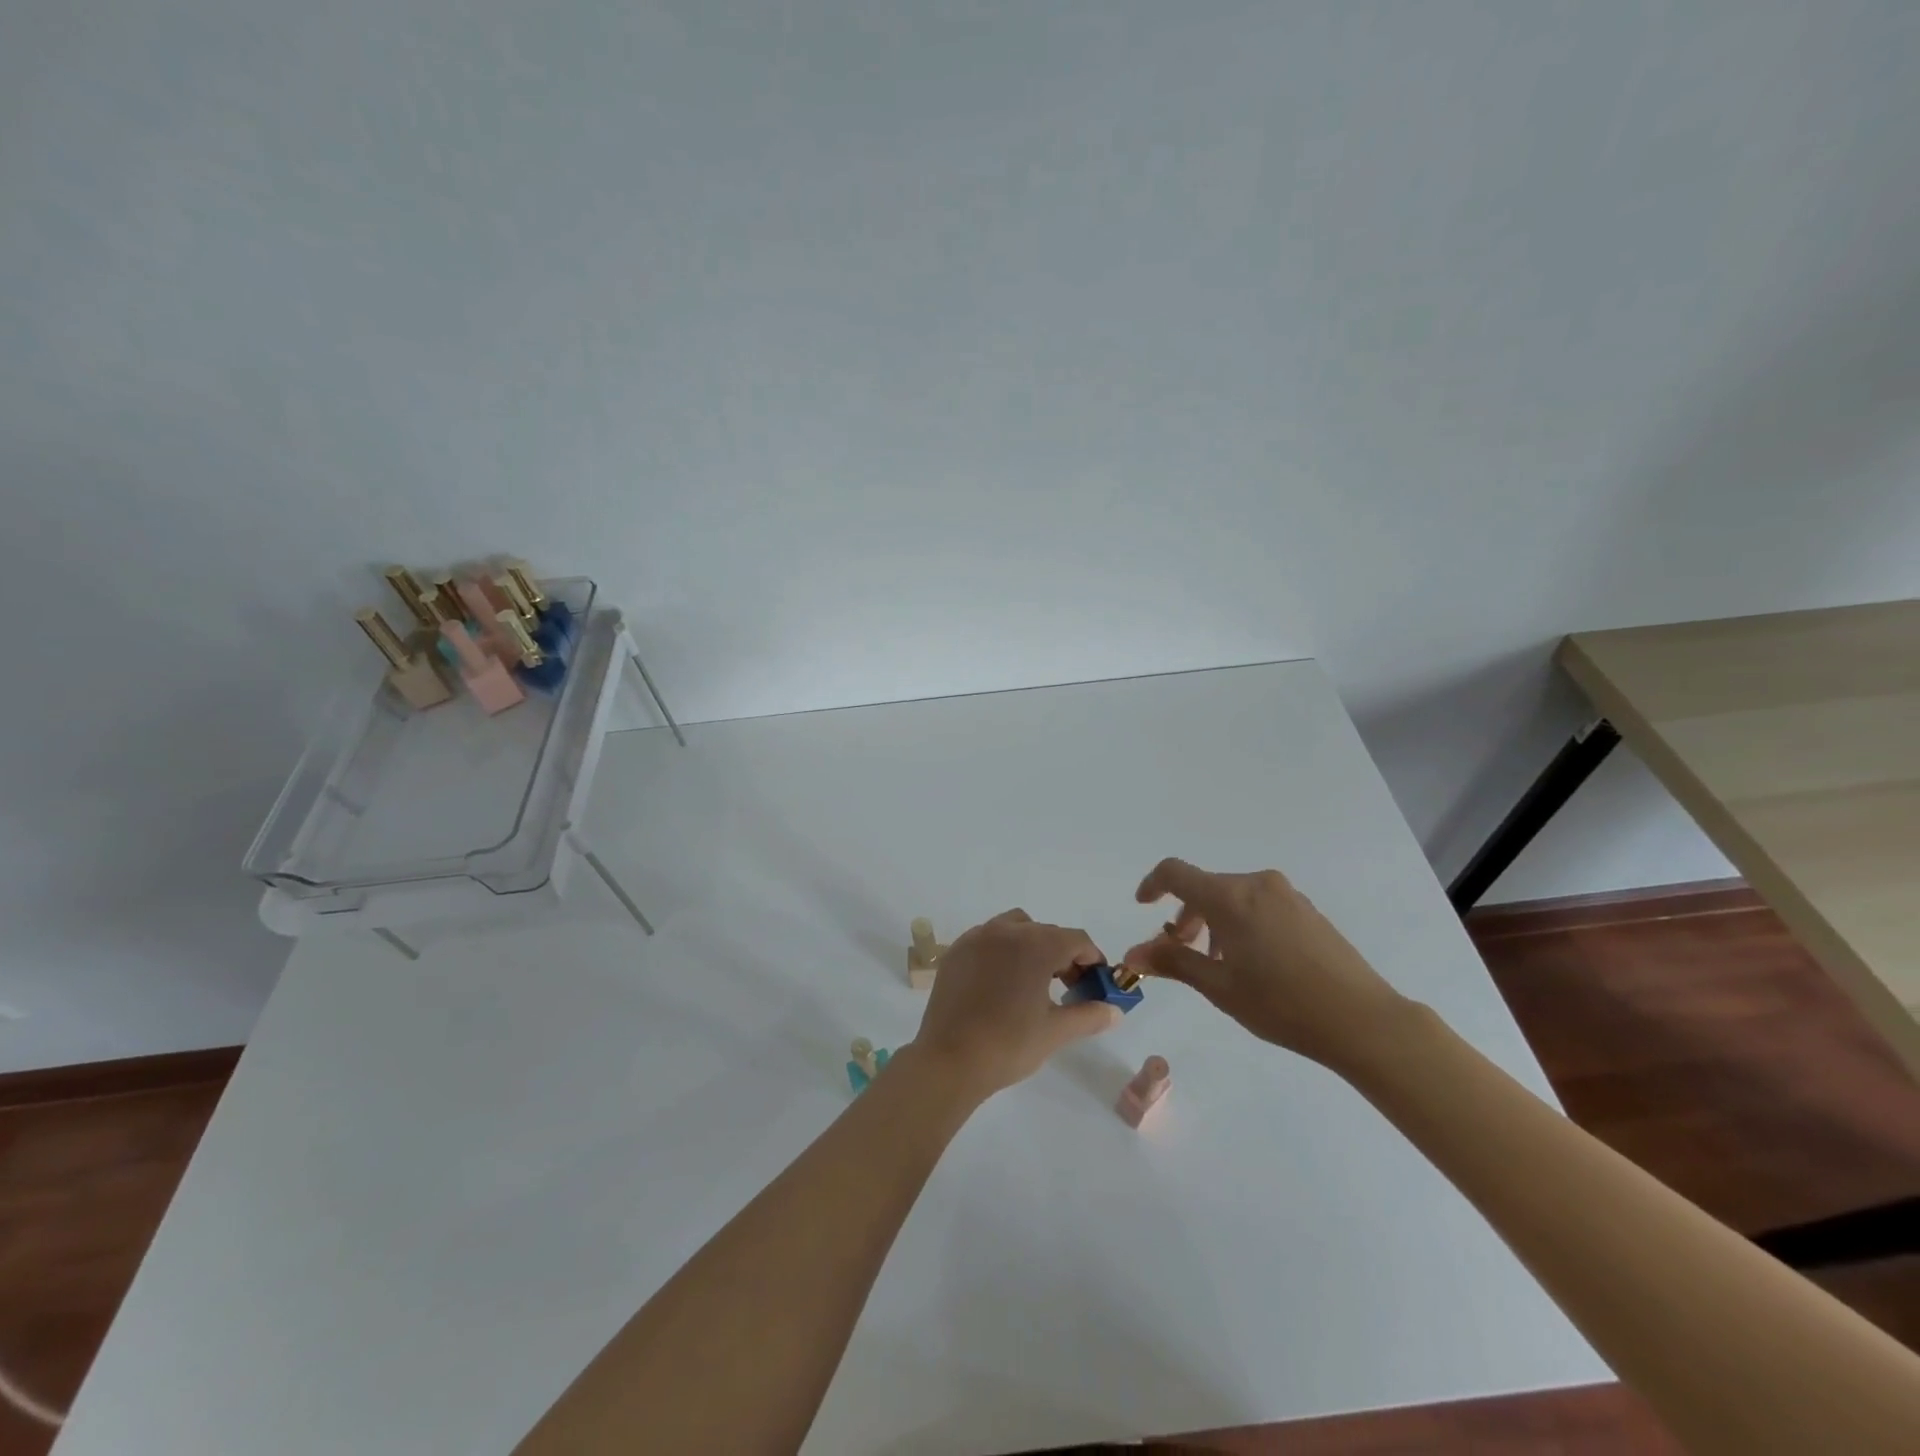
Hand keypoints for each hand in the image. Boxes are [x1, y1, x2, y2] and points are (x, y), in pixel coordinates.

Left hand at [912, 909, 1122, 1100]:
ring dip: (1032, 945)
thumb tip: (1115, 1011)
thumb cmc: (1009, 1044)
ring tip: (1034, 980)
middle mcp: (1006, 930)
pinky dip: (1003, 950)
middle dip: (1064, 954)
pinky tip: (1002, 982)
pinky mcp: (956, 951)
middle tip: (1069, 987)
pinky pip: (988, 938)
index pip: (1076, 940)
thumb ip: (1090, 1015)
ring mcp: (977, 937)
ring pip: (1016, 927)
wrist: (949, 1059)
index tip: (1096, 983)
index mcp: (1036, 945)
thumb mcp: (1056, 1032)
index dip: (1092, 959)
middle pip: (1047, 932)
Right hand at [1125, 858, 1407, 1072]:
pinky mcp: (1307, 910)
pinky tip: (1253, 962)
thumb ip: (1173, 962)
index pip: (1175, 873)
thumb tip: (1132, 954)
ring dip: (1213, 921)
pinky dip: (1241, 923)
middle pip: (1205, 888)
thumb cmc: (1281, 1004)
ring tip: (1218, 963)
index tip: (1143, 906)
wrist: (1363, 1020)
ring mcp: (1286, 895)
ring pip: (1233, 897)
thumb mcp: (1219, 987)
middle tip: (1181, 952)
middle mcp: (1256, 884)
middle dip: (1185, 916)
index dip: (1152, 885)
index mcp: (1230, 896)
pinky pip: (1259, 905)